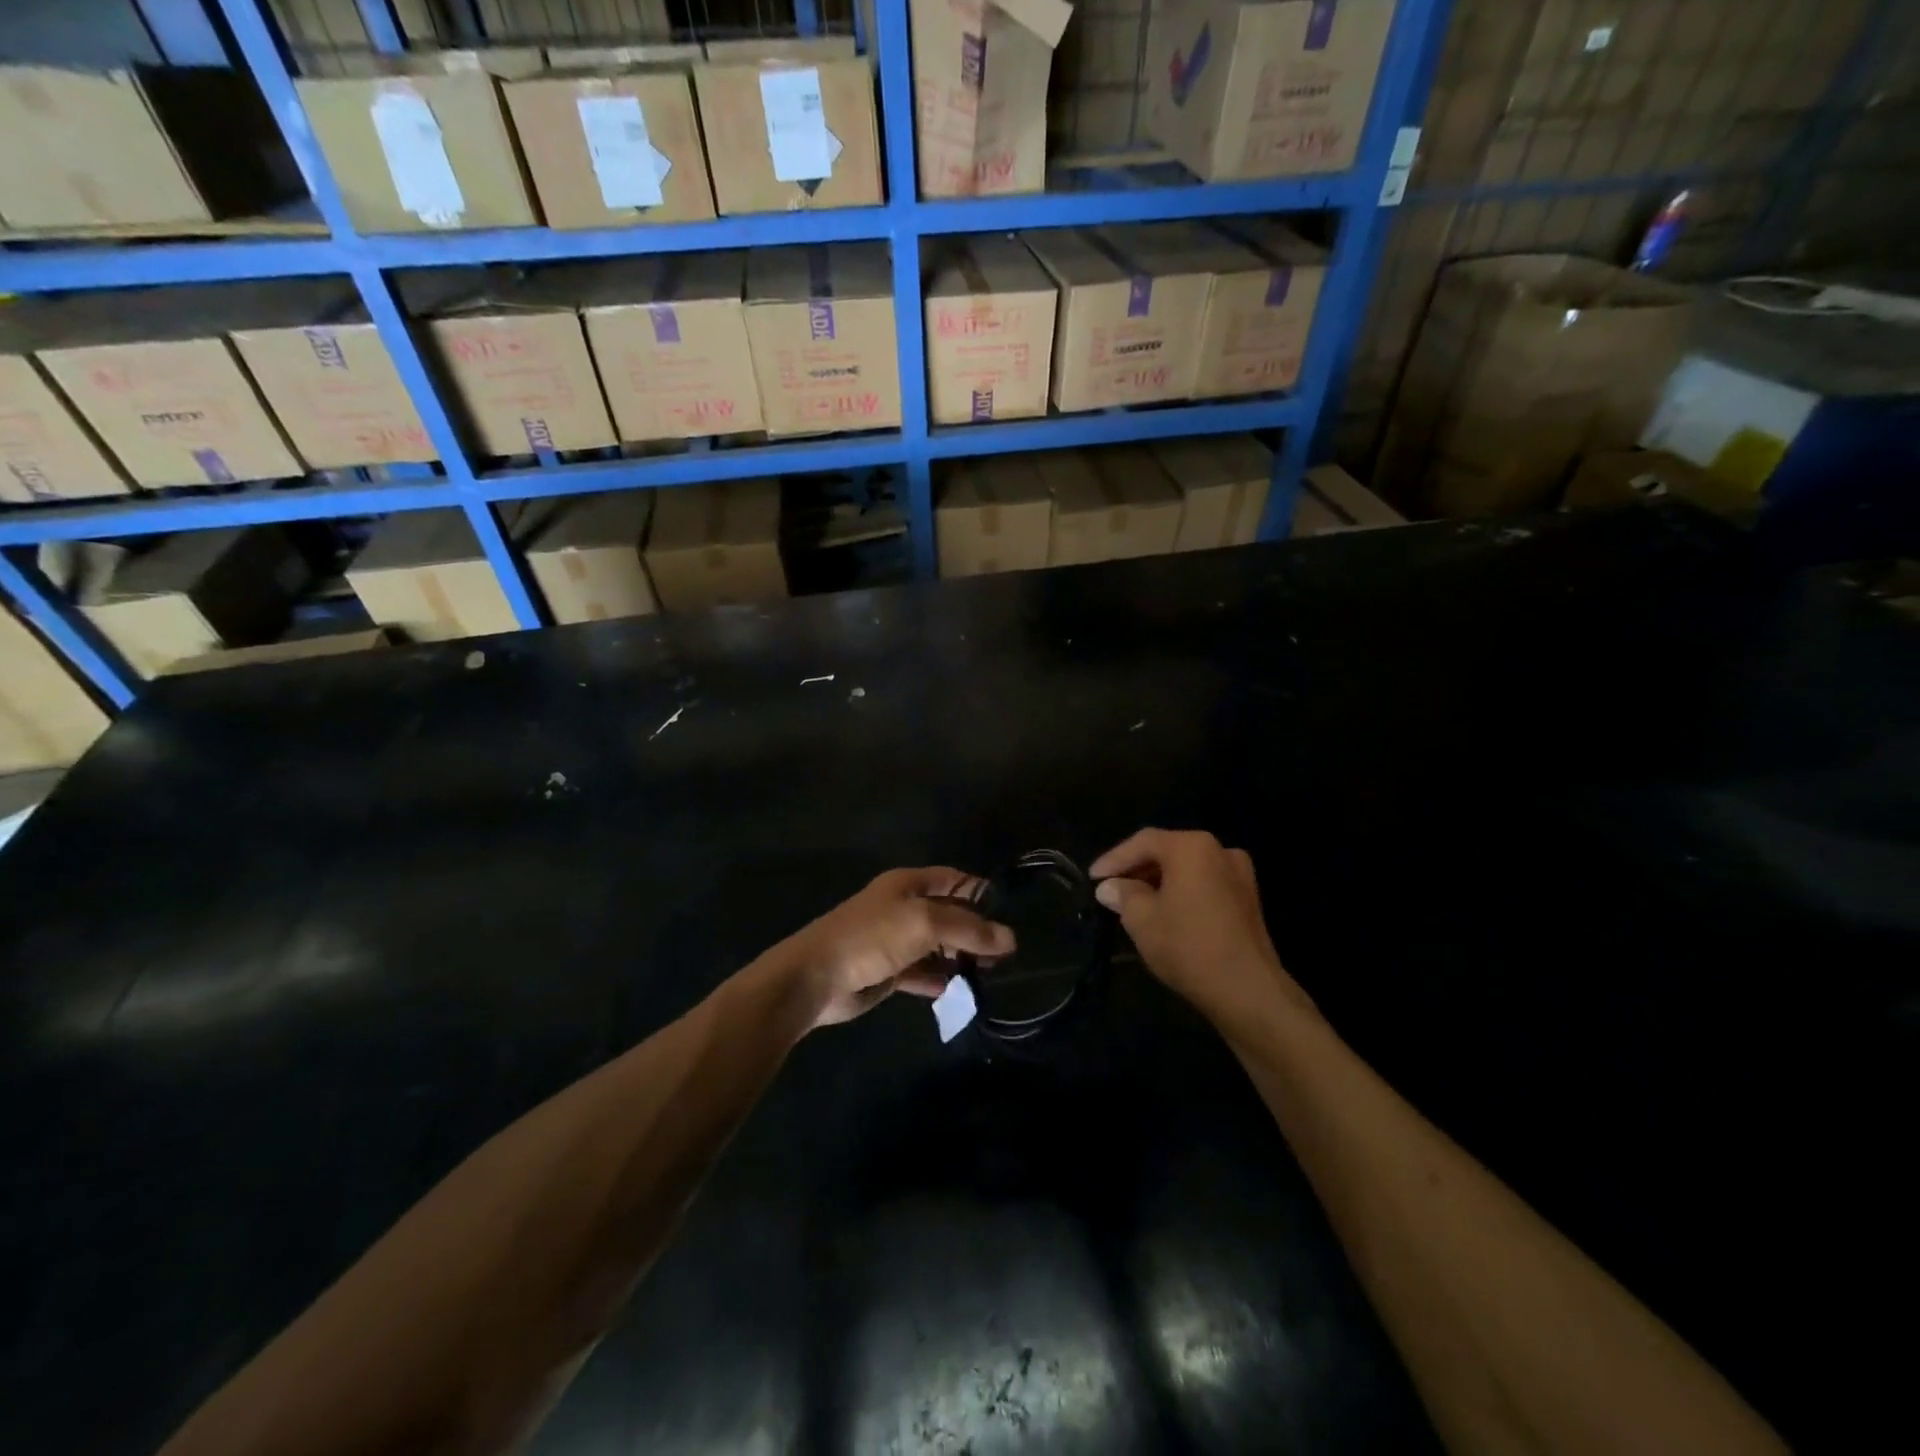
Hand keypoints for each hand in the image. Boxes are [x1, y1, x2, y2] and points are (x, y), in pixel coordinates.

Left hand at [784, 867, 1014, 1028]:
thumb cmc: (871, 937)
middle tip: (1009, 953)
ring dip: (962, 958)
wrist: (815, 977)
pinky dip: (942, 981)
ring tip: (995, 974)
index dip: (981, 892)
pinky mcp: (889, 972)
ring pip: (938, 946)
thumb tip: (1010, 939)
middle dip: (976, 930)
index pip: (954, 880)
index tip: (1012, 914)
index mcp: (908, 885)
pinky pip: (924, 973)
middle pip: (949, 914)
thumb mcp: (924, 923)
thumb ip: (968, 929)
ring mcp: (895, 941)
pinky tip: (965, 993)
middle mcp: (904, 908)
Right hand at [1090, 829, 1315, 1027]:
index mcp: (1192, 847)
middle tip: (1111, 889)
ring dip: (1159, 881)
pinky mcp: (1249, 900)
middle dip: (1137, 869)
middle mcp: (1219, 850)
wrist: (1248, 991)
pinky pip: (1205, 884)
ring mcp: (1240, 875)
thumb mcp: (1141, 919)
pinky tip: (1166, 912)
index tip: (1093, 878)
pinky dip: (1182, 892)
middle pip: (1168, 851)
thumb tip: (1110, 887)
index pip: (1143, 842)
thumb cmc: (1188, 946)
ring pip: (1188, 869)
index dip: (1114, 859)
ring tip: (1134, 902)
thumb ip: (1123, 895)